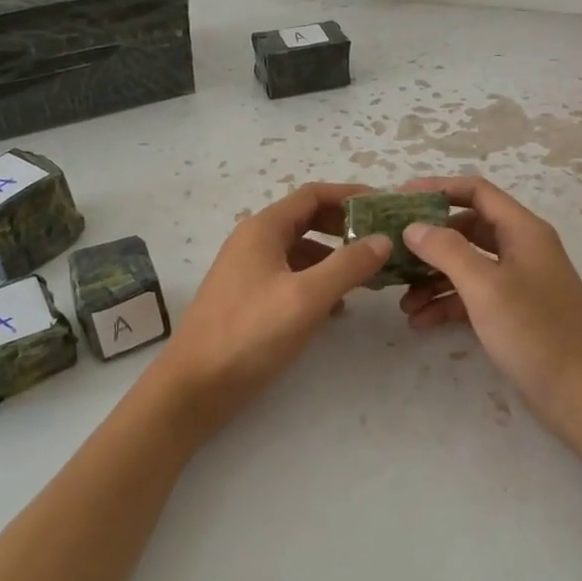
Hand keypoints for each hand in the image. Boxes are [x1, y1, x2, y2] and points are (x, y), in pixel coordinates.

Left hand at [151, 183, 390, 428]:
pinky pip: (291, 277)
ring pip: (301, 251)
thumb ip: (348, 265)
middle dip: (345, 228)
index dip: (350, 195)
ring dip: (335, 258)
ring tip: (367, 278)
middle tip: (381, 242)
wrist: (195, 385)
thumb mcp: (307, 297)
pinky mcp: (249, 299)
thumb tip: (383, 239)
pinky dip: (317, 282)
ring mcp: (249, 271)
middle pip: (307, 220)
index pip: (313, 195)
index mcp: (264, 229)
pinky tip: (337, 307)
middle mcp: (254, 242)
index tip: (385, 206)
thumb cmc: (251, 333)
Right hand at [397, 176, 581, 452]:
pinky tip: (420, 322)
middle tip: (393, 252)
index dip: (438, 188)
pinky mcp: (515, 313)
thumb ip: (446, 250)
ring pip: (468, 266)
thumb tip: (414, 227)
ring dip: (434, 278)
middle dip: (430, 241)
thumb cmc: (534, 331)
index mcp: (523, 231)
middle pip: (468, 229)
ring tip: (402, 302)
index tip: (399, 198)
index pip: (476, 192)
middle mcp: (522, 249)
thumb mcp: (485, 286)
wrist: (581, 395)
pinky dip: (448, 304)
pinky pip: (474, 297)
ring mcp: (520, 282)